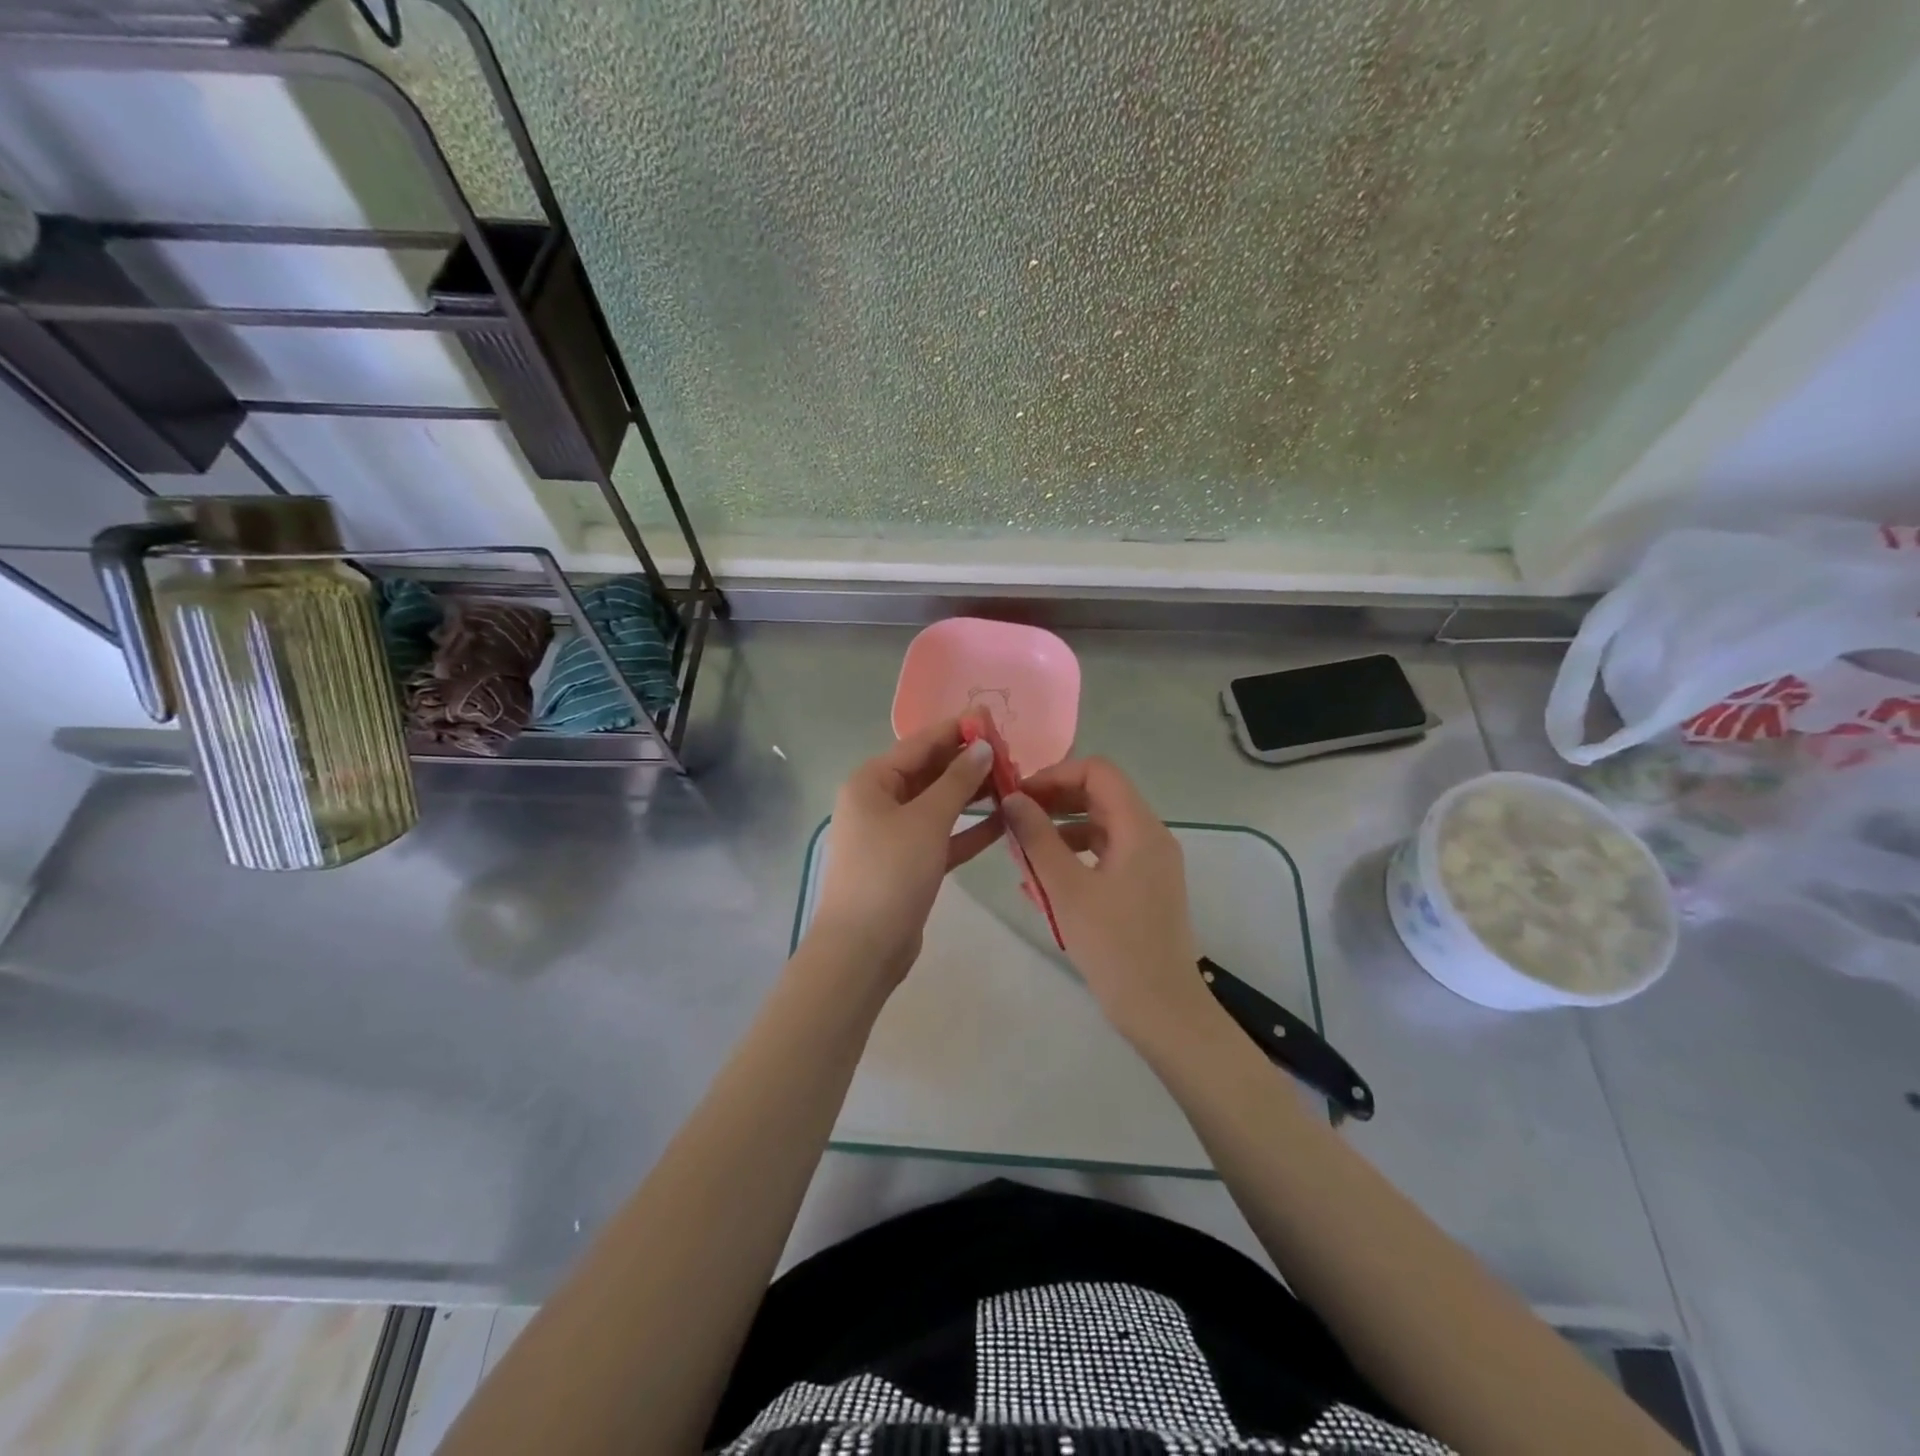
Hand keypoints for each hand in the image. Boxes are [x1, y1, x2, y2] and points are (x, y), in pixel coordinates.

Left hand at [809, 720, 1001, 983]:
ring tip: (1013, 781)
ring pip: (938, 804)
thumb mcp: (926, 820)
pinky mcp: (909, 863)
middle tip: (1011, 753)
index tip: (992, 718)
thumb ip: (957, 781)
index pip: (919, 744)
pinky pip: (942, 835)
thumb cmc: (891, 872)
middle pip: (928, 772)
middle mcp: (879, 801)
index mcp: (871, 781)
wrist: (864, 947)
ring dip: (972, 794)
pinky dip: (968, 828)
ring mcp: (893, 834)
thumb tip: (981, 746)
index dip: (956, 730)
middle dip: (967, 762)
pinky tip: (1003, 819)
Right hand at [1000, 757, 1214, 1041]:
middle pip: (1101, 795)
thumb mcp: (1066, 889)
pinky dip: (1076, 854)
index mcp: (1139, 828)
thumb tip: (1013, 798)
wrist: (1162, 1009)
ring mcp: (1151, 862)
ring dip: (1062, 828)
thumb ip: (1037, 837)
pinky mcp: (1146, 885)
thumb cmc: (1113, 946)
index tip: (1019, 796)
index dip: (1055, 774)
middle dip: (1055, 800)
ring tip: (1024, 850)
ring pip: (1102, 825)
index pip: (1098, 771)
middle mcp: (1151, 835)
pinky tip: (1044, 878)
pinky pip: (1107, 853)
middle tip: (1016, 818)